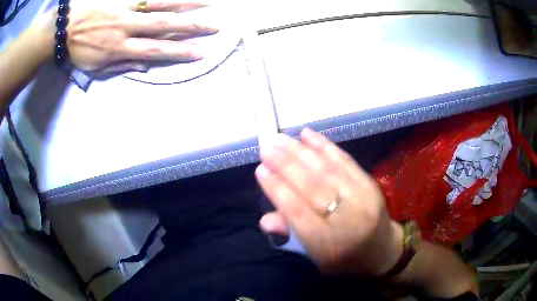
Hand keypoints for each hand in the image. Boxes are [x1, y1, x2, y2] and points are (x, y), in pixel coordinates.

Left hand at [45, 0, 217, 73]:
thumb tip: (144, 64)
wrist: (62, 27)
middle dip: (191, 26)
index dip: (179, 51)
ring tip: (207, 3)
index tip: (201, 52)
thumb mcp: (94, 67)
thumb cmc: (77, 50)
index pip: (155, 50)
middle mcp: (126, 26)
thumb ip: (120, 65)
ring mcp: (125, 7)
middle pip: (163, 25)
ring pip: (159, 3)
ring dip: (185, 3)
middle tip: (214, 25)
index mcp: (118, 48)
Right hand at [255, 129, 403, 274]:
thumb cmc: (343, 257)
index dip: (278, 189)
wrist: (381, 249)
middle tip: (267, 147)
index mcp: (329, 244)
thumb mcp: (314, 255)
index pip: (298, 212)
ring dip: (301, 151)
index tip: (260, 169)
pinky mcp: (370, 183)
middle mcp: (347, 219)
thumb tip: (265, 219)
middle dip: (286, 165)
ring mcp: (362, 198)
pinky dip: (325, 146)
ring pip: (327, 170)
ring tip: (281, 138)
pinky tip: (308, 134)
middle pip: (313, 187)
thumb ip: (291, 235)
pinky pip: (345, 161)